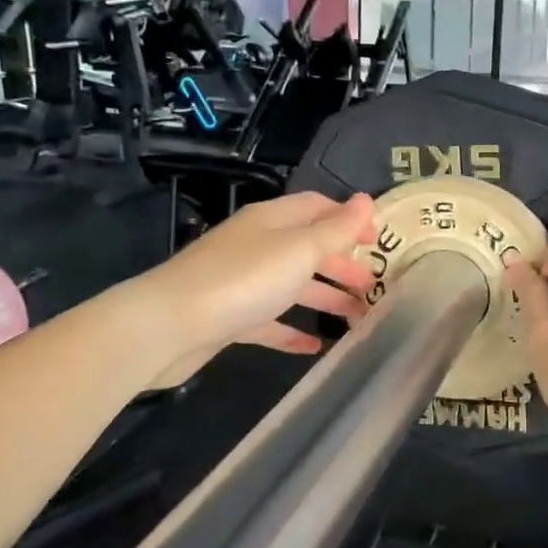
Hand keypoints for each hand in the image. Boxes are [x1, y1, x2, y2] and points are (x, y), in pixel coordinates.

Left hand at [143, 192, 378, 385]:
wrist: (168, 326)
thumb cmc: (243, 280)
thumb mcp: (299, 250)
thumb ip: (336, 230)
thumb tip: (366, 200)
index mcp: (273, 221)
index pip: (318, 207)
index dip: (349, 220)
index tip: (380, 241)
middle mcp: (257, 245)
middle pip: (308, 248)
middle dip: (342, 264)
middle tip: (374, 286)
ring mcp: (241, 281)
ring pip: (292, 285)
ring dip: (325, 298)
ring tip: (358, 319)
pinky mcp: (230, 317)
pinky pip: (269, 320)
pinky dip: (292, 331)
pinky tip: (314, 347)